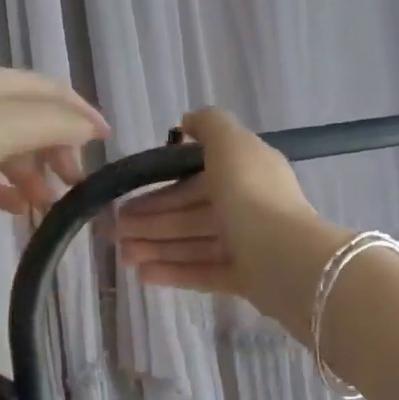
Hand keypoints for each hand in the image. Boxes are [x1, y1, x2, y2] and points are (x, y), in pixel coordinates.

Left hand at [0, 68, 107, 257]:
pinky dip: (4, 187)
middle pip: (29, 119)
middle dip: (58, 148)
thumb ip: (51, 123)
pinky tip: (17, 209)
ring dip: (33, 172)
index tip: (107, 142)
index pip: (48, 89)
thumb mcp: (1, 127)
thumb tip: (90, 127)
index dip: (80, 112)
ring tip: (49, 203)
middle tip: (75, 182)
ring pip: (7, 148)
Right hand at [115, 109, 341, 326]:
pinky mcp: (245, 278)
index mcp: (245, 172)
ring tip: (123, 257)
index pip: (194, 179)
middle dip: (150, 222)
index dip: (158, 188)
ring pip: (192, 244)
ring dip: (156, 248)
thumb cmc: (251, 194)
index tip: (125, 198)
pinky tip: (143, 276)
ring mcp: (246, 244)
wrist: (286, 257)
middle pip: (189, 214)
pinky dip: (174, 272)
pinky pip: (203, 272)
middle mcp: (246, 206)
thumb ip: (209, 125)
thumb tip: (187, 121)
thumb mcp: (231, 143)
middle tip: (112, 233)